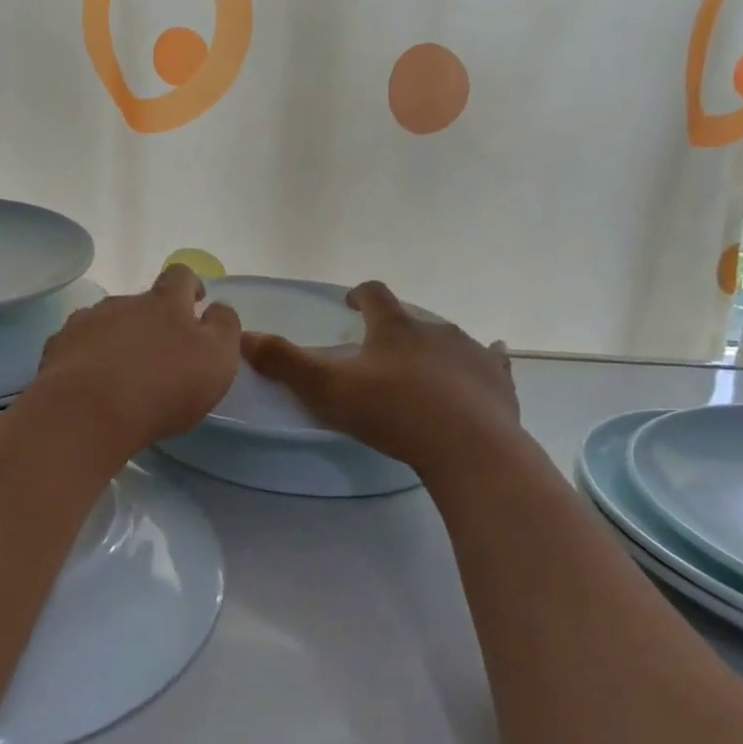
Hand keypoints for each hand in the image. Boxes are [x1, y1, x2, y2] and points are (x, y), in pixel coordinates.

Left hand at [30, 264, 241, 455]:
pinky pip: (77, 345)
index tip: (195, 301)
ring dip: (117, 338)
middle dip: (151, 320)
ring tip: (121, 373)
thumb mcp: (216, 359)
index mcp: (164, 303)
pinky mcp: (58, 348)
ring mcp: (86, 322)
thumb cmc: (162, 387)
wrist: (87, 412)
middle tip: (160, 355)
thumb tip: (218, 307)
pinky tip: (91, 384)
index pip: (179, 275)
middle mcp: (123, 303)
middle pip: (140, 301)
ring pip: (107, 322)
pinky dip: (87, 357)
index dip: (189, 285)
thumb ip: (224, 327)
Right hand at [240, 281, 520, 475]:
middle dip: (396, 330)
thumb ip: (285, 362)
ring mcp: (472, 353)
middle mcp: (435, 330)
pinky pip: (492, 361)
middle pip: (412, 319)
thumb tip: (244, 335)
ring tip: (425, 369)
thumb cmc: (393, 413)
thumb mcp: (328, 389)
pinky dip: (485, 360)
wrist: (468, 448)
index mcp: (395, 328)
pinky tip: (490, 362)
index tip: (352, 303)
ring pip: (450, 340)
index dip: (361, 296)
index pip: (375, 295)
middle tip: (383, 352)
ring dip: (435, 348)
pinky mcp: (498, 381)